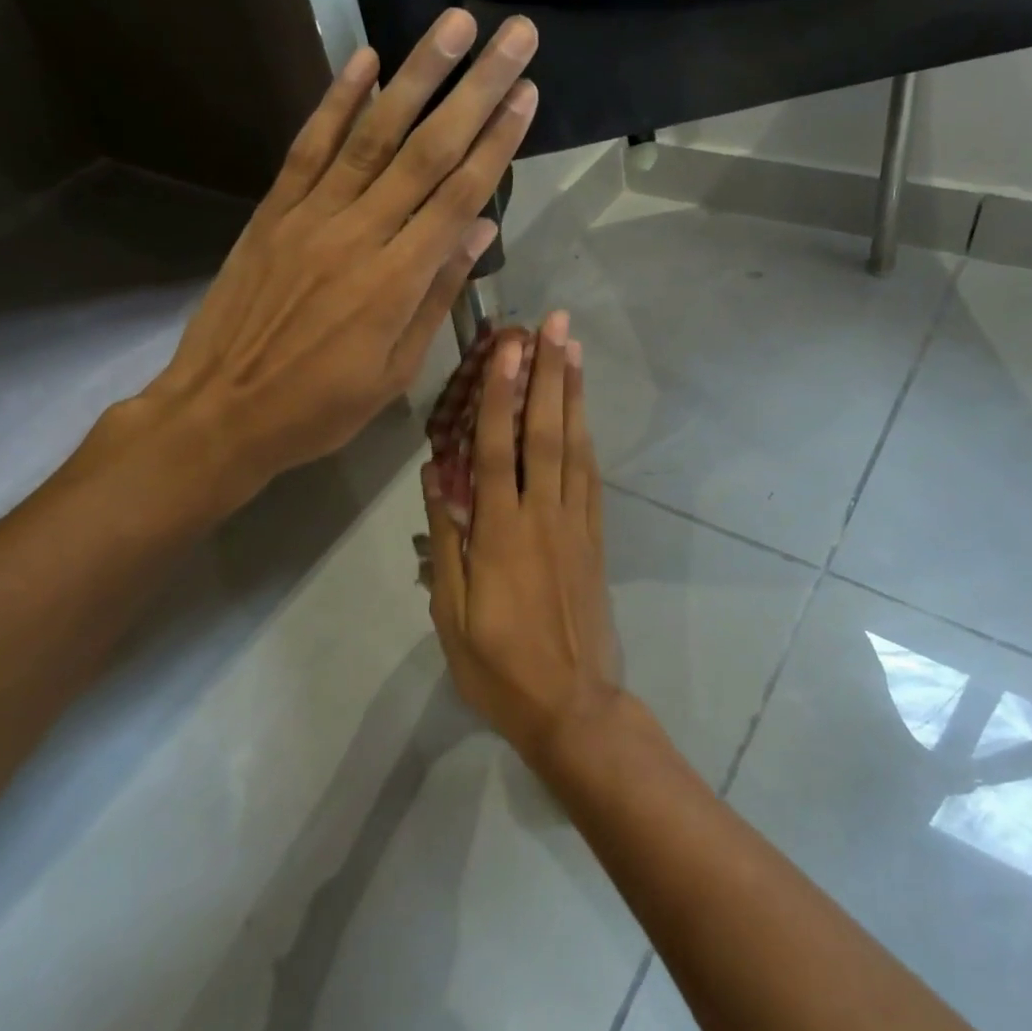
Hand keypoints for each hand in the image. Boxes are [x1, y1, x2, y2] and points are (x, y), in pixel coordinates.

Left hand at [120, 10, 538, 502]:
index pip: (460, 196)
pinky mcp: (273, 212)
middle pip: (427, 151)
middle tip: (514, 35)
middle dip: (476, 89)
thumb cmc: (319, 407)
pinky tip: (365, 60)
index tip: (527, 94)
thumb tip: (480, 231)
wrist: (222, 410)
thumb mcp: (395, 372)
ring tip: (453, 25)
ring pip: (373, 135)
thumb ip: (436, 296)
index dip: (498, 142)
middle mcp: (359, 234)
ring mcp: (311, 217)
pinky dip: (337, 101)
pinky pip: (309, 147)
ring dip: (416, 75)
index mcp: (397, 282)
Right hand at [422, 310, 623, 763]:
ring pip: (575, 447)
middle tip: (555, 322)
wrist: (574, 707)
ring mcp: (577, 525)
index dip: (501, 393)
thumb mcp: (452, 617)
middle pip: (546, 432)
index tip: (507, 346)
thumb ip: (447, 545)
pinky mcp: (596, 539)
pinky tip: (584, 413)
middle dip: (549, 373)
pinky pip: (592, 477)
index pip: (498, 448)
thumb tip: (435, 481)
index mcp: (500, 534)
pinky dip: (587, 437)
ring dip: (573, 394)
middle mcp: (543, 516)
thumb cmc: (500, 667)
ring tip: (574, 349)